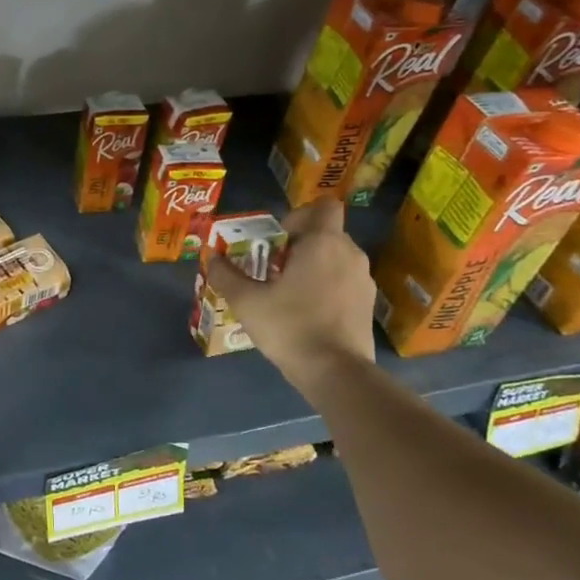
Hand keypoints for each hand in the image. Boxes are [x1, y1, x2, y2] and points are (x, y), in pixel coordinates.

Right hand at [207, 200, 375, 398]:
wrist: (337, 373)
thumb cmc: (291, 326)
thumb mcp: (247, 301)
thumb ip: (225, 275)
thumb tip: (211, 258)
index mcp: (323, 243)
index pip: (323, 206)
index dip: (300, 215)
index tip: (278, 238)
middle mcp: (350, 254)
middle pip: (326, 234)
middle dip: (300, 244)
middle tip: (272, 267)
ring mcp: (364, 281)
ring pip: (336, 259)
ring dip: (314, 266)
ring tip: (287, 292)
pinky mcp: (367, 305)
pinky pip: (344, 282)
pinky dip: (327, 288)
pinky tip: (306, 313)